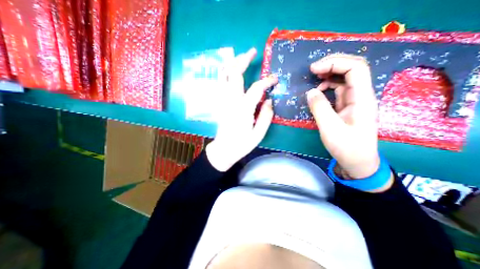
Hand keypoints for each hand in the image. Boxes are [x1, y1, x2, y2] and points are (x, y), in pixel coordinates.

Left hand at [207, 47, 276, 169]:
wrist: (223, 149)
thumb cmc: (241, 144)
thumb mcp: (258, 134)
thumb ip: (266, 116)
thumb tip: (269, 100)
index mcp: (243, 110)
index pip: (256, 89)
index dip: (267, 81)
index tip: (275, 79)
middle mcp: (230, 101)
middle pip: (234, 74)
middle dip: (243, 60)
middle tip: (252, 52)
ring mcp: (222, 101)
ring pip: (223, 75)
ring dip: (231, 63)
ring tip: (241, 57)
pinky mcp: (219, 102)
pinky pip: (219, 82)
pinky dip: (224, 72)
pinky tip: (230, 69)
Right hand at [307, 53, 383, 180]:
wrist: (357, 161)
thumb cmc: (346, 147)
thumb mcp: (330, 128)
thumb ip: (319, 108)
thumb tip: (310, 92)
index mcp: (362, 98)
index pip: (355, 68)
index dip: (335, 63)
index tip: (314, 69)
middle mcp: (361, 95)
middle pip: (352, 69)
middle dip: (332, 64)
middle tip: (312, 70)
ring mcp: (354, 100)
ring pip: (344, 79)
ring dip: (329, 74)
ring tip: (313, 78)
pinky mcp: (346, 106)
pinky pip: (338, 90)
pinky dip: (327, 87)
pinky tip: (318, 91)